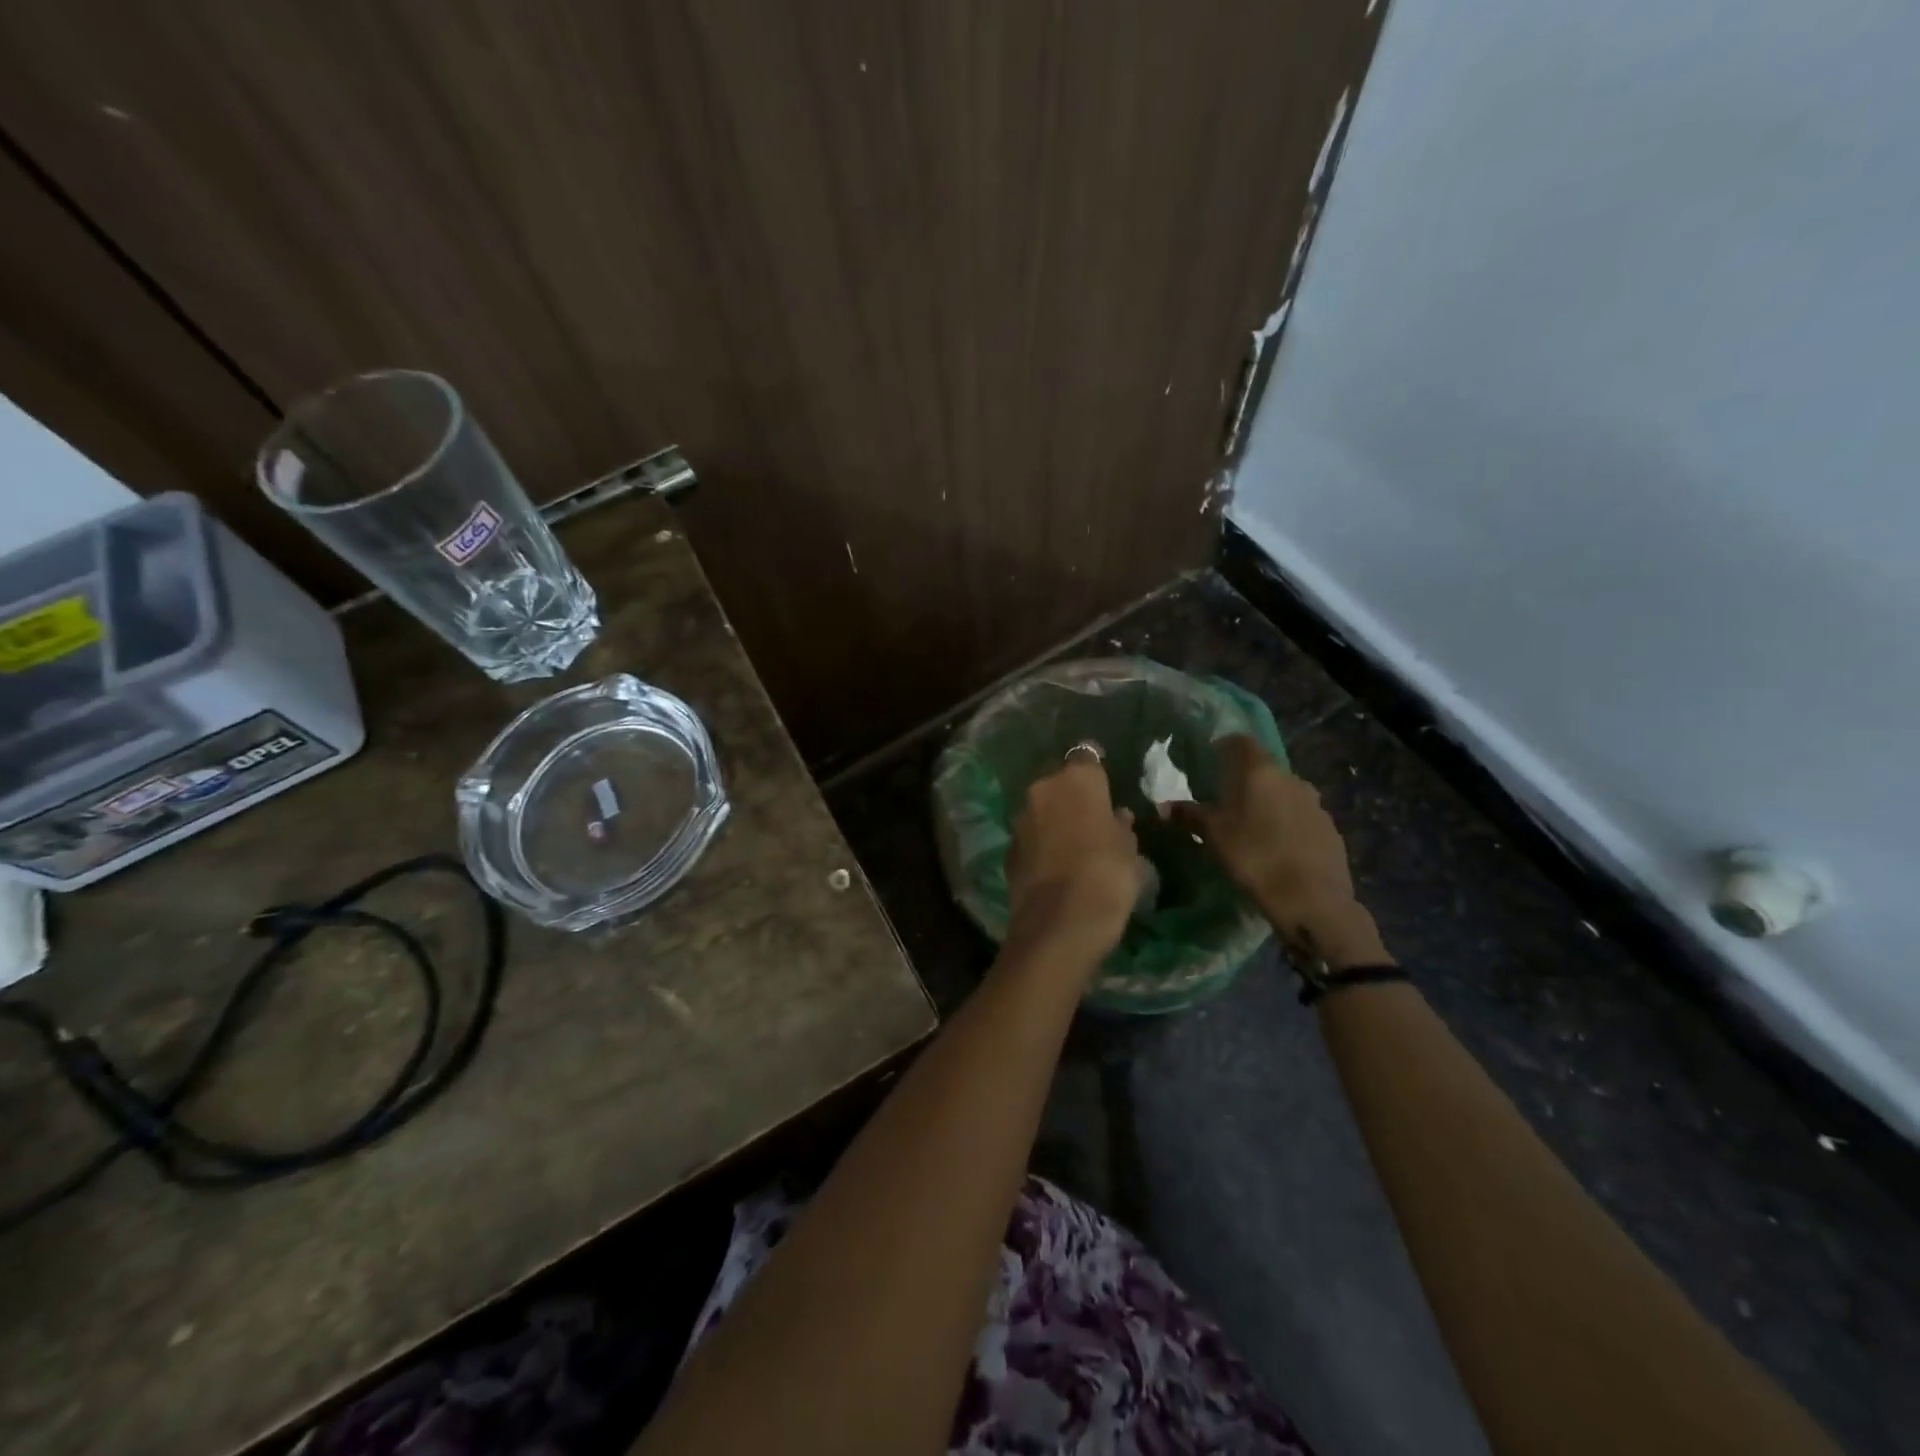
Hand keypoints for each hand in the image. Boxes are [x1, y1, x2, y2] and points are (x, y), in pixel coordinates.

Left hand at [1005, 755, 1142, 966]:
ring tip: (1074, 843)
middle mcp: (1042, 790)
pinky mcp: (1008, 849)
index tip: (1104, 779)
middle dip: (1072, 795)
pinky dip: (1041, 844)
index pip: (1086, 755)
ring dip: (1054, 819)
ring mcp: (1020, 819)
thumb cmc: (1106, 877)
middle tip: (1093, 816)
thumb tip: (1116, 816)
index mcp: (1076, 780)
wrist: (1058, 924)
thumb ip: (1120, 826)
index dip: (1094, 766)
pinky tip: (1056, 865)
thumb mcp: (1129, 851)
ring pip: (1041, 809)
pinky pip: (1030, 837)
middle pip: (1058, 782)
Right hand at [1170, 735, 1389, 968]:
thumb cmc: (1254, 857)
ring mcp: (1315, 803)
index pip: (1240, 741)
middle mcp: (1291, 778)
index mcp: (1259, 771)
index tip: (1208, 761)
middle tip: (1223, 800)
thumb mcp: (1212, 835)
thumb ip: (1188, 815)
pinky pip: (1300, 816)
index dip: (1223, 747)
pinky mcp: (1330, 828)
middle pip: (1263, 768)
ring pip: (1283, 792)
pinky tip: (1276, 847)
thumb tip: (1162, 807)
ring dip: (1266, 802)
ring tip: (1249, 827)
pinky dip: (1285, 823)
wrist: (1312, 900)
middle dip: (1243, 779)